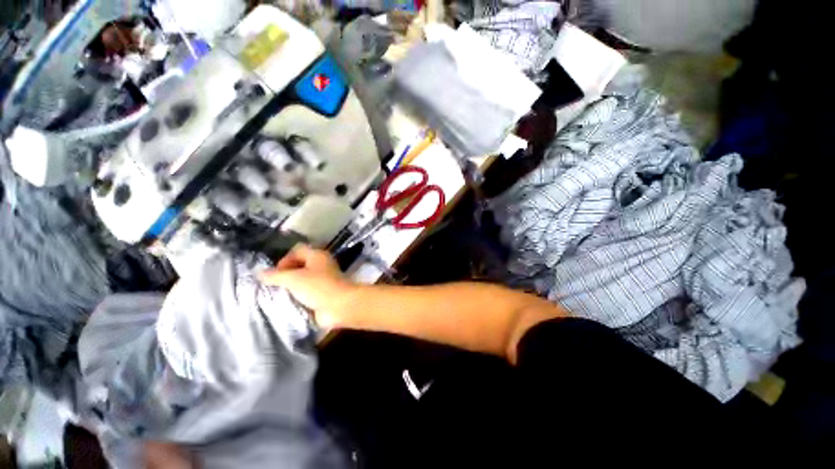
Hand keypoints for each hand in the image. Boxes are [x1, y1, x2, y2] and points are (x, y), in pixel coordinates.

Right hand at [259, 245, 358, 328]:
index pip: (297, 250)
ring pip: (302, 280)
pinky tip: (288, 304)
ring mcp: (324, 280)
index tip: (275, 274)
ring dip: (290, 288)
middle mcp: (321, 265)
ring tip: (278, 296)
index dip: (284, 259)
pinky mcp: (324, 294)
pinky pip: (306, 293)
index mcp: (317, 256)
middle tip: (274, 286)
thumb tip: (260, 273)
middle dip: (285, 275)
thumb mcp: (293, 279)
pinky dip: (297, 297)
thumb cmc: (318, 287)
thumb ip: (275, 275)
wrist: (340, 306)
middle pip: (299, 265)